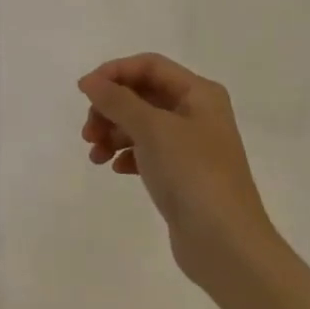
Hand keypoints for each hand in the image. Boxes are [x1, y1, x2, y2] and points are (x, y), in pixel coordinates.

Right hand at [79, 53, 271, 292]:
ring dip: (113, 133)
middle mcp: (197, 113)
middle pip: (142, 95)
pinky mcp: (182, 174)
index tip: (84, 92)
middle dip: (110, 108)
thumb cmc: (192, 174)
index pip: (149, 66)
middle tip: (88, 133)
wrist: (225, 243)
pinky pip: (146, 152)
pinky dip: (127, 155)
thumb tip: (90, 82)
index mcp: (199, 93)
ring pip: (140, 125)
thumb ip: (117, 101)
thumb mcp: (152, 129)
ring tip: (95, 155)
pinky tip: (116, 169)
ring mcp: (190, 145)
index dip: (114, 73)